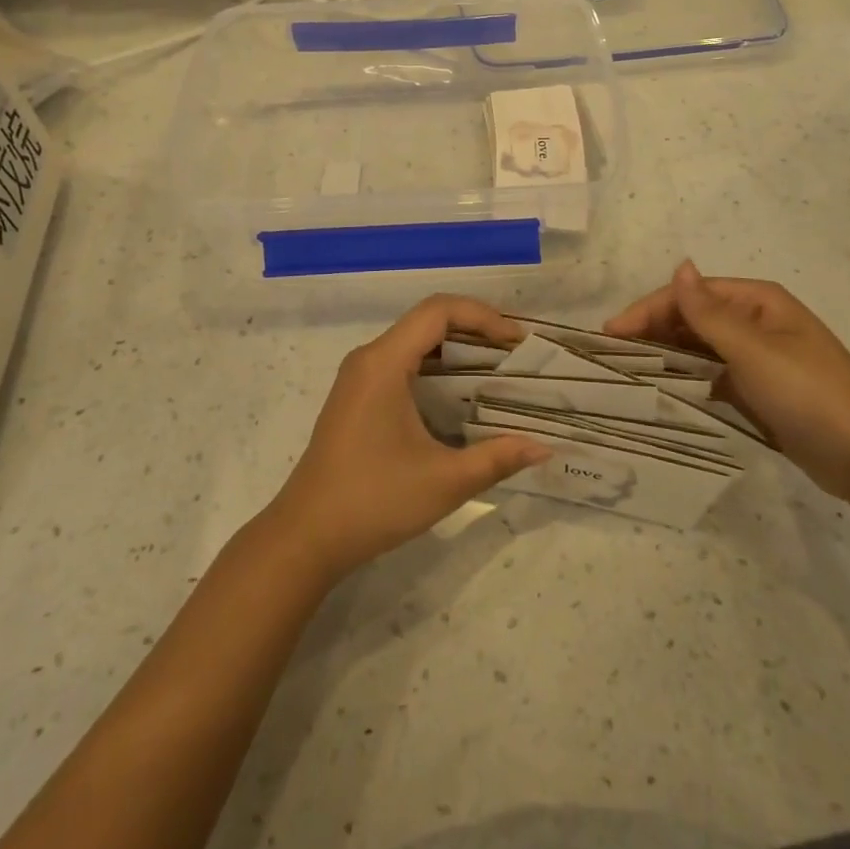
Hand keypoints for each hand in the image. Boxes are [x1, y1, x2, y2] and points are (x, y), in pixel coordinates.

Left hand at [267, 295, 550, 580]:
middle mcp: (369, 358)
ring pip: (415, 342)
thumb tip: (544, 448)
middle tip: (515, 355)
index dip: (482, 316)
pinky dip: (436, 368)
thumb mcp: (444, 481)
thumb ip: (497, 458)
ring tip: (497, 371)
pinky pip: (402, 363)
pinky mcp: (357, 397)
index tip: (517, 341)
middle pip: (428, 321)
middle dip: (475, 330)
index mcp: (384, 362)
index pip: (438, 311)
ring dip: (456, 349)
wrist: (305, 537)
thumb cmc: (373, 501)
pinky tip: (461, 397)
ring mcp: (359, 377)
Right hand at [605, 261, 849, 501]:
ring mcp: (758, 357)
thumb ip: (708, 313)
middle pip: (693, 318)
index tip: (611, 334)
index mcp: (758, 301)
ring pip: (701, 348)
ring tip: (628, 371)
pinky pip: (713, 375)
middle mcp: (756, 322)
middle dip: (654, 331)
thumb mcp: (753, 349)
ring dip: (668, 354)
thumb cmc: (807, 392)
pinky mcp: (759, 390)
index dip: (649, 310)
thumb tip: (680, 265)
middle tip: (612, 356)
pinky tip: (663, 390)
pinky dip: (688, 378)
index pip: (690, 296)